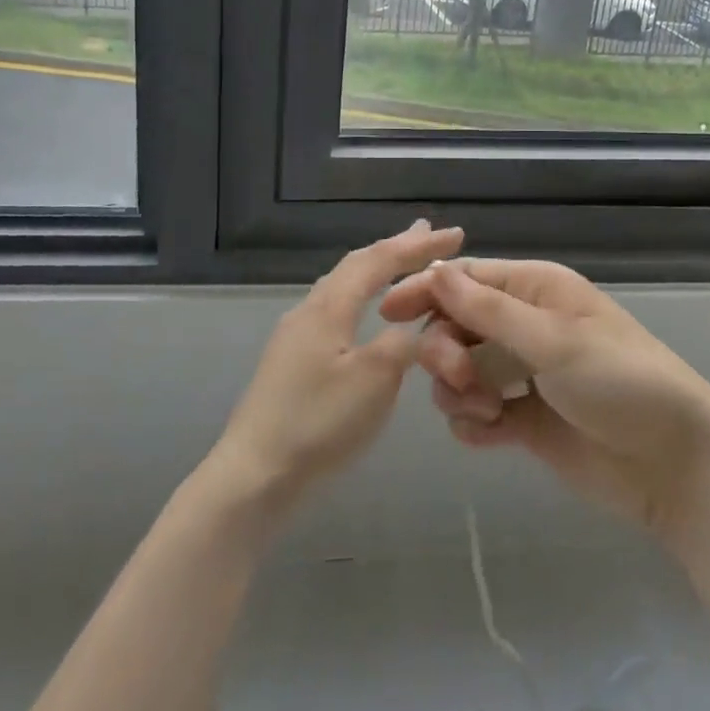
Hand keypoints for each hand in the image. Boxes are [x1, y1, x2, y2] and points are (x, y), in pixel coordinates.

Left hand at [208, 221, 464, 523]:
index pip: (380, 260)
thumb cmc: (318, 424)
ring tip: (400, 264)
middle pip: (356, 265)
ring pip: (343, 287)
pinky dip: (362, 297)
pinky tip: (366, 314)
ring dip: (376, 270)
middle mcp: (309, 310)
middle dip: (395, 248)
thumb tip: (415, 327)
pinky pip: (336, 310)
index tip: (456, 234)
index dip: (419, 245)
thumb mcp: (374, 381)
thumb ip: (402, 344)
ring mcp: (295, 336)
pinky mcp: (291, 361)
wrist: (253, 477)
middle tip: (428, 233)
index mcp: (329, 306)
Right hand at [381, 258, 709, 547]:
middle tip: (460, 379)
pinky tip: (493, 435)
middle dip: (446, 351)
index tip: (387, 313)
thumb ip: (490, 311)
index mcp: (536, 291)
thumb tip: (437, 269)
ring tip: (488, 411)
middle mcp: (525, 326)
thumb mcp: (555, 340)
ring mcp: (523, 374)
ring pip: (460, 372)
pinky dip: (474, 423)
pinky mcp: (525, 420)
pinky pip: (476, 414)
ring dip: (459, 391)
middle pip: (455, 326)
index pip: (467, 279)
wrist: (675, 464)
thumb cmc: (621, 382)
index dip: (427, 291)